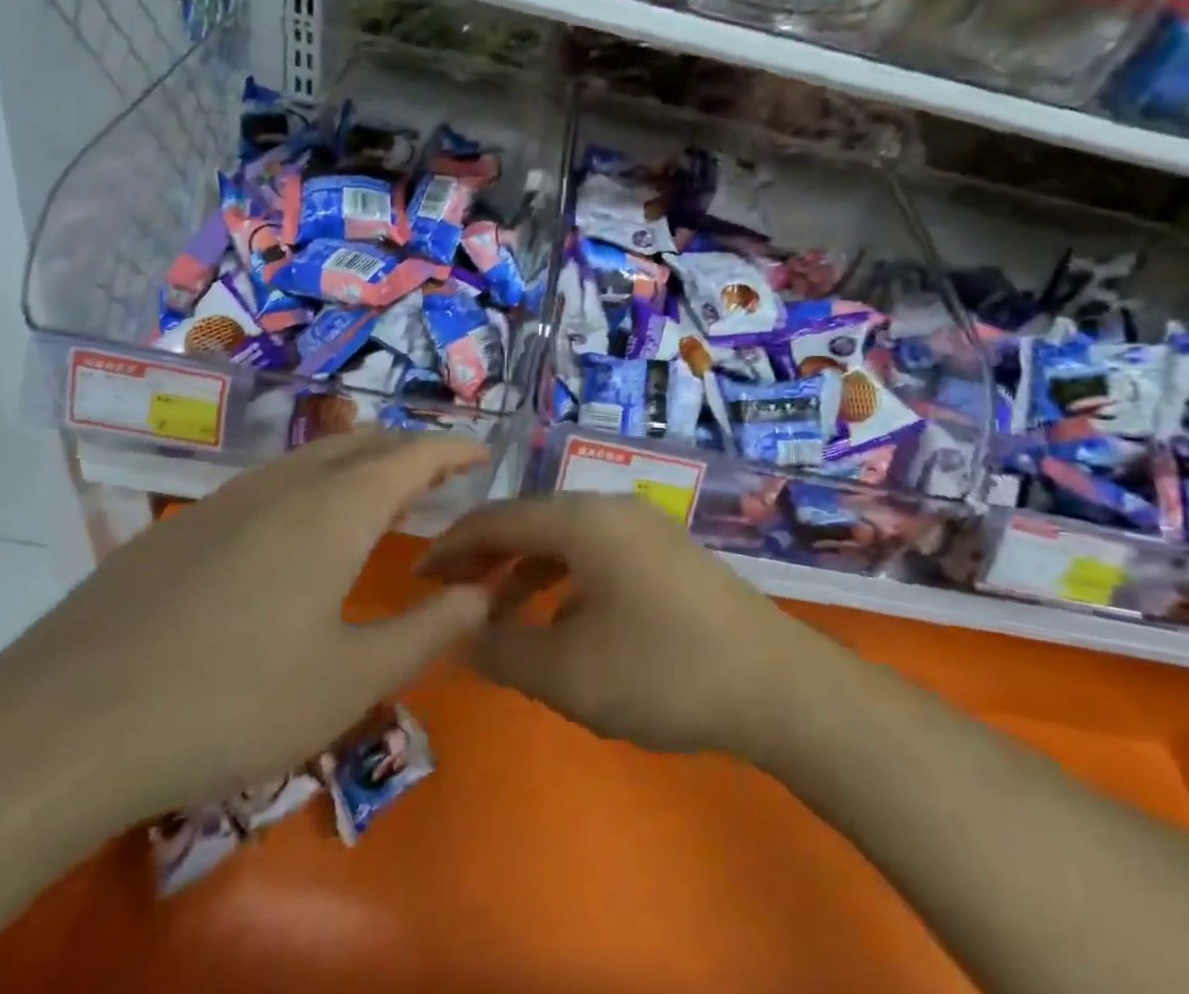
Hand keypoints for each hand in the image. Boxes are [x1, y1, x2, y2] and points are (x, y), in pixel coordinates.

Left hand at [0, 432, 491, 819]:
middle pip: (364, 442)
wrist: (64, 724)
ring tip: (379, 491)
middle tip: (439, 475)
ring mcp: (228, 497)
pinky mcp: (183, 523)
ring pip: (313, 456)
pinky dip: (311, 483)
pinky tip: (297, 527)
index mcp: (338, 509)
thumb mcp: (350, 681)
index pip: (414, 455)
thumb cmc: (232, 701)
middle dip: (410, 449)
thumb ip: (428, 630)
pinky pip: (270, 480)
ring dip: (358, 461)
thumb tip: (481, 593)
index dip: (454, 449)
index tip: (482, 453)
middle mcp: (287, 483)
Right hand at [419, 494, 833, 759]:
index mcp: (582, 520)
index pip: (499, 519)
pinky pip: (597, 554)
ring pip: (566, 539)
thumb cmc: (660, 671)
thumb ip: (503, 651)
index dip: (452, 546)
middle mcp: (611, 508)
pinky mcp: (666, 553)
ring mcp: (644, 527)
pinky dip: (564, 580)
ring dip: (526, 571)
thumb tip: (461, 635)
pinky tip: (559, 621)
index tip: (416, 575)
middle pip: (532, 521)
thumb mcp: (567, 672)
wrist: (772, 681)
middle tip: (447, 593)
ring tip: (495, 614)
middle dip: (486, 556)